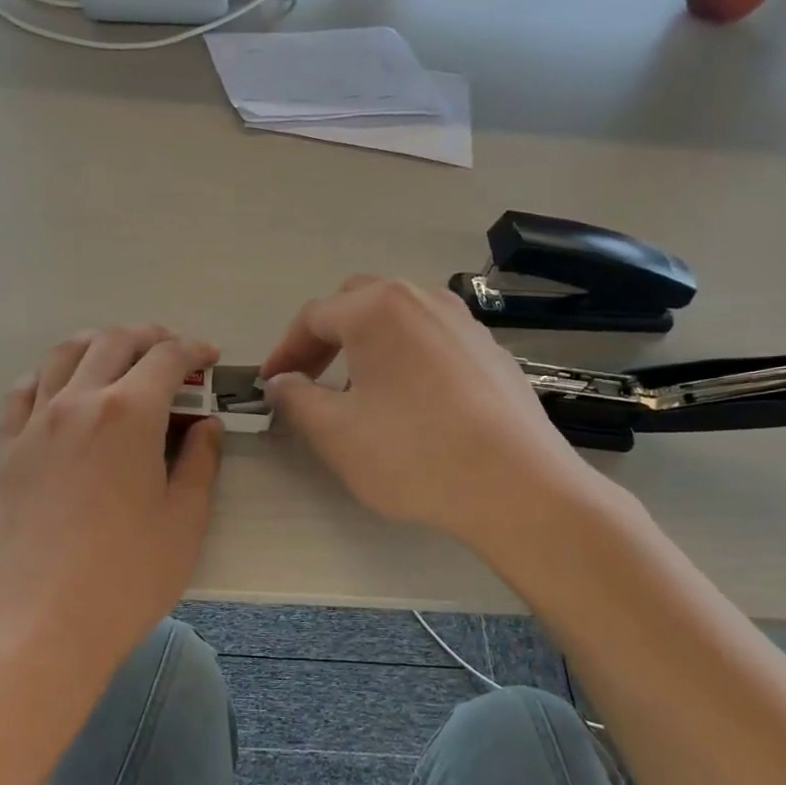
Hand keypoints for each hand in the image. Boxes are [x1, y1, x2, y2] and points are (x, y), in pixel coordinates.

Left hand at [0, 325, 221, 686]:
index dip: (193, 350)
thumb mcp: (185, 519)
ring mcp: (35, 424)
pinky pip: (23, 392)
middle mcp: (78, 402)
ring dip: (97, 344)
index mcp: (129, 414)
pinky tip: (62, 390)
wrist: (46, 624)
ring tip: (117, 356)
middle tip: (171, 353)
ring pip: (62, 355)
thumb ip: (201, 461)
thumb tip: (207, 424)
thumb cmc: (129, 577)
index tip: (208, 358)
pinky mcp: (6, 450)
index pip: (166, 358)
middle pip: (113, 342)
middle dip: (149, 337)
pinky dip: (48, 376)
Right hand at [261, 277, 612, 550]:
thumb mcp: (335, 432)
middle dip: (324, 339)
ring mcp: (463, 323)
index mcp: (377, 308)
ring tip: (356, 393)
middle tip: (308, 380)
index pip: (313, 317)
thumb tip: (281, 383)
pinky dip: (404, 359)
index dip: (283, 351)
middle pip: (356, 304)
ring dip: (365, 346)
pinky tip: (408, 404)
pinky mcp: (490, 351)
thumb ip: (295, 399)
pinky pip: (431, 341)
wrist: (517, 485)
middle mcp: (422, 299)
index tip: (269, 386)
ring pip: (398, 320)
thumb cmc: (412, 453)